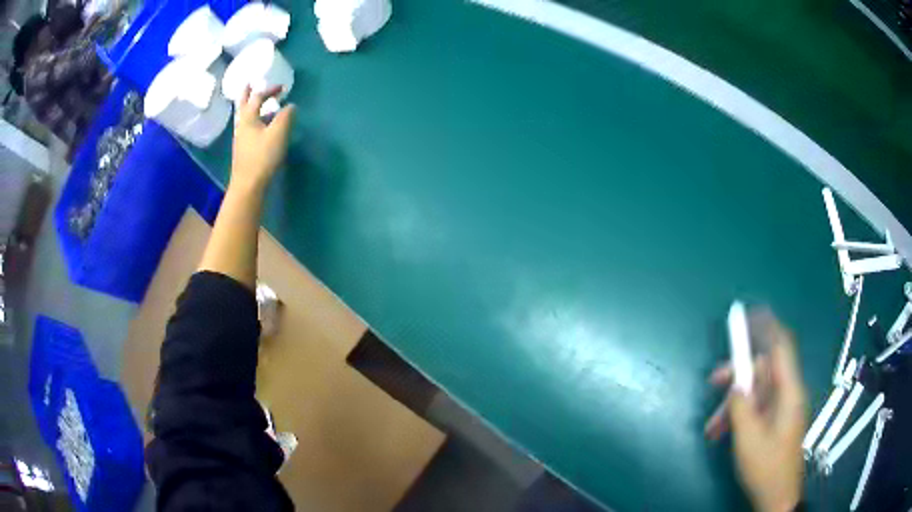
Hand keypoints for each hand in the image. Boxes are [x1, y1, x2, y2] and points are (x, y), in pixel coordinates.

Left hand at [232, 85, 295, 191]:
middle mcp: (241, 125)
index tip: (283, 88)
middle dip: (247, 94)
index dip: (270, 90)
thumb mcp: (278, 133)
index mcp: (248, 118)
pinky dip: (253, 120)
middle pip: (243, 105)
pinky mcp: (243, 149)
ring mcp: (240, 138)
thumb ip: (286, 116)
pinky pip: (247, 128)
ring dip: (250, 107)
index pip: (258, 97)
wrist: (248, 185)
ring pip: (243, 117)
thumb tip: (290, 106)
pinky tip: (260, 126)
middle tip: (249, 84)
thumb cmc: (262, 157)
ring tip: (257, 104)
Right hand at [705, 308, 806, 511]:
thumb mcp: (748, 438)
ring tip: (711, 427)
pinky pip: (755, 408)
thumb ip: (742, 406)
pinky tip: (719, 434)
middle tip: (712, 381)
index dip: (768, 325)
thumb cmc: (766, 467)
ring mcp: (780, 409)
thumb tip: (736, 384)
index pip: (782, 346)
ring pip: (755, 392)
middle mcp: (787, 394)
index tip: (748, 314)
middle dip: (737, 375)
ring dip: (732, 404)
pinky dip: (737, 417)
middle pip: (763, 370)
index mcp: (789, 392)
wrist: (776, 497)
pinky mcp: (773, 422)